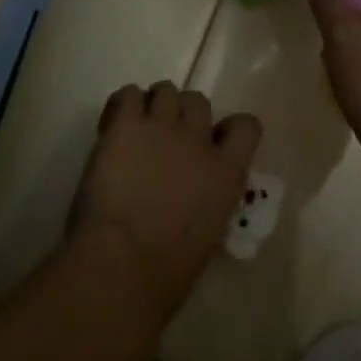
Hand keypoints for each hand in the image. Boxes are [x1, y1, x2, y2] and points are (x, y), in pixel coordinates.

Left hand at [67, 83, 261, 322]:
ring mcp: (162, 125)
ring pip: (165, 90)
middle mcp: (198, 139)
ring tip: (138, 129)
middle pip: (198, 101)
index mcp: (227, 173)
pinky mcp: (126, 123)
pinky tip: (115, 125)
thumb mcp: (209, 233)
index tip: (213, 141)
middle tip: (165, 139)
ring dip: (154, 106)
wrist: (123, 263)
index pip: (246, 127)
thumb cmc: (167, 270)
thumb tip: (195, 190)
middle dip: (184, 115)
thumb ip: (209, 197)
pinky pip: (128, 93)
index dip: (228, 128)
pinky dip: (123, 104)